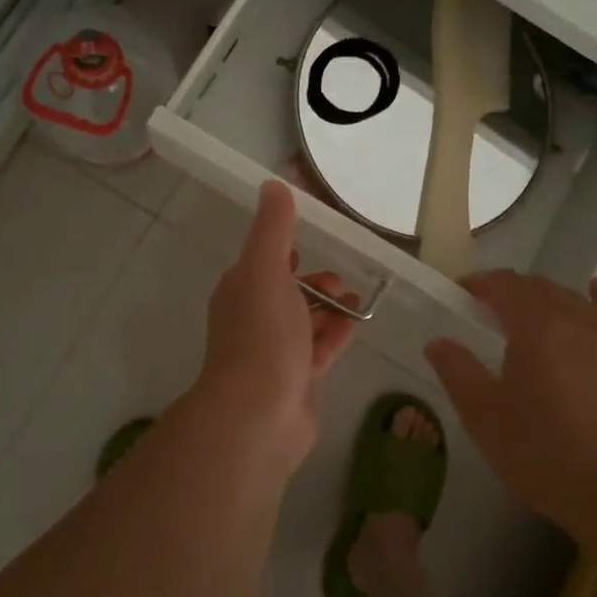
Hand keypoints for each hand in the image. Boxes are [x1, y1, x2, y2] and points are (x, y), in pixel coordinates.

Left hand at [194, 181, 359, 469]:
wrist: (259, 413)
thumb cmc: (262, 333)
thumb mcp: (266, 268)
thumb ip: (273, 227)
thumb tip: (273, 184)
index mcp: (240, 291)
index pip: (262, 263)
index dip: (285, 251)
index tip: (311, 242)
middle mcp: (252, 320)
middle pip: (285, 293)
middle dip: (312, 283)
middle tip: (341, 279)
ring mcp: (272, 354)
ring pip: (303, 323)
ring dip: (327, 308)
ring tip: (355, 298)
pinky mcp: (294, 382)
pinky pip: (318, 351)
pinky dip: (336, 335)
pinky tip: (357, 325)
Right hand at [424, 270, 596, 534]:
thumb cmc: (545, 452)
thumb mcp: (485, 418)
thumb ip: (458, 372)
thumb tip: (437, 341)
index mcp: (533, 325)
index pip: (504, 285)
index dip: (480, 284)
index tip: (460, 294)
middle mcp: (573, 318)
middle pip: (537, 287)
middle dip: (509, 290)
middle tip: (486, 310)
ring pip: (571, 299)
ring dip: (545, 297)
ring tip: (527, 312)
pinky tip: (595, 289)